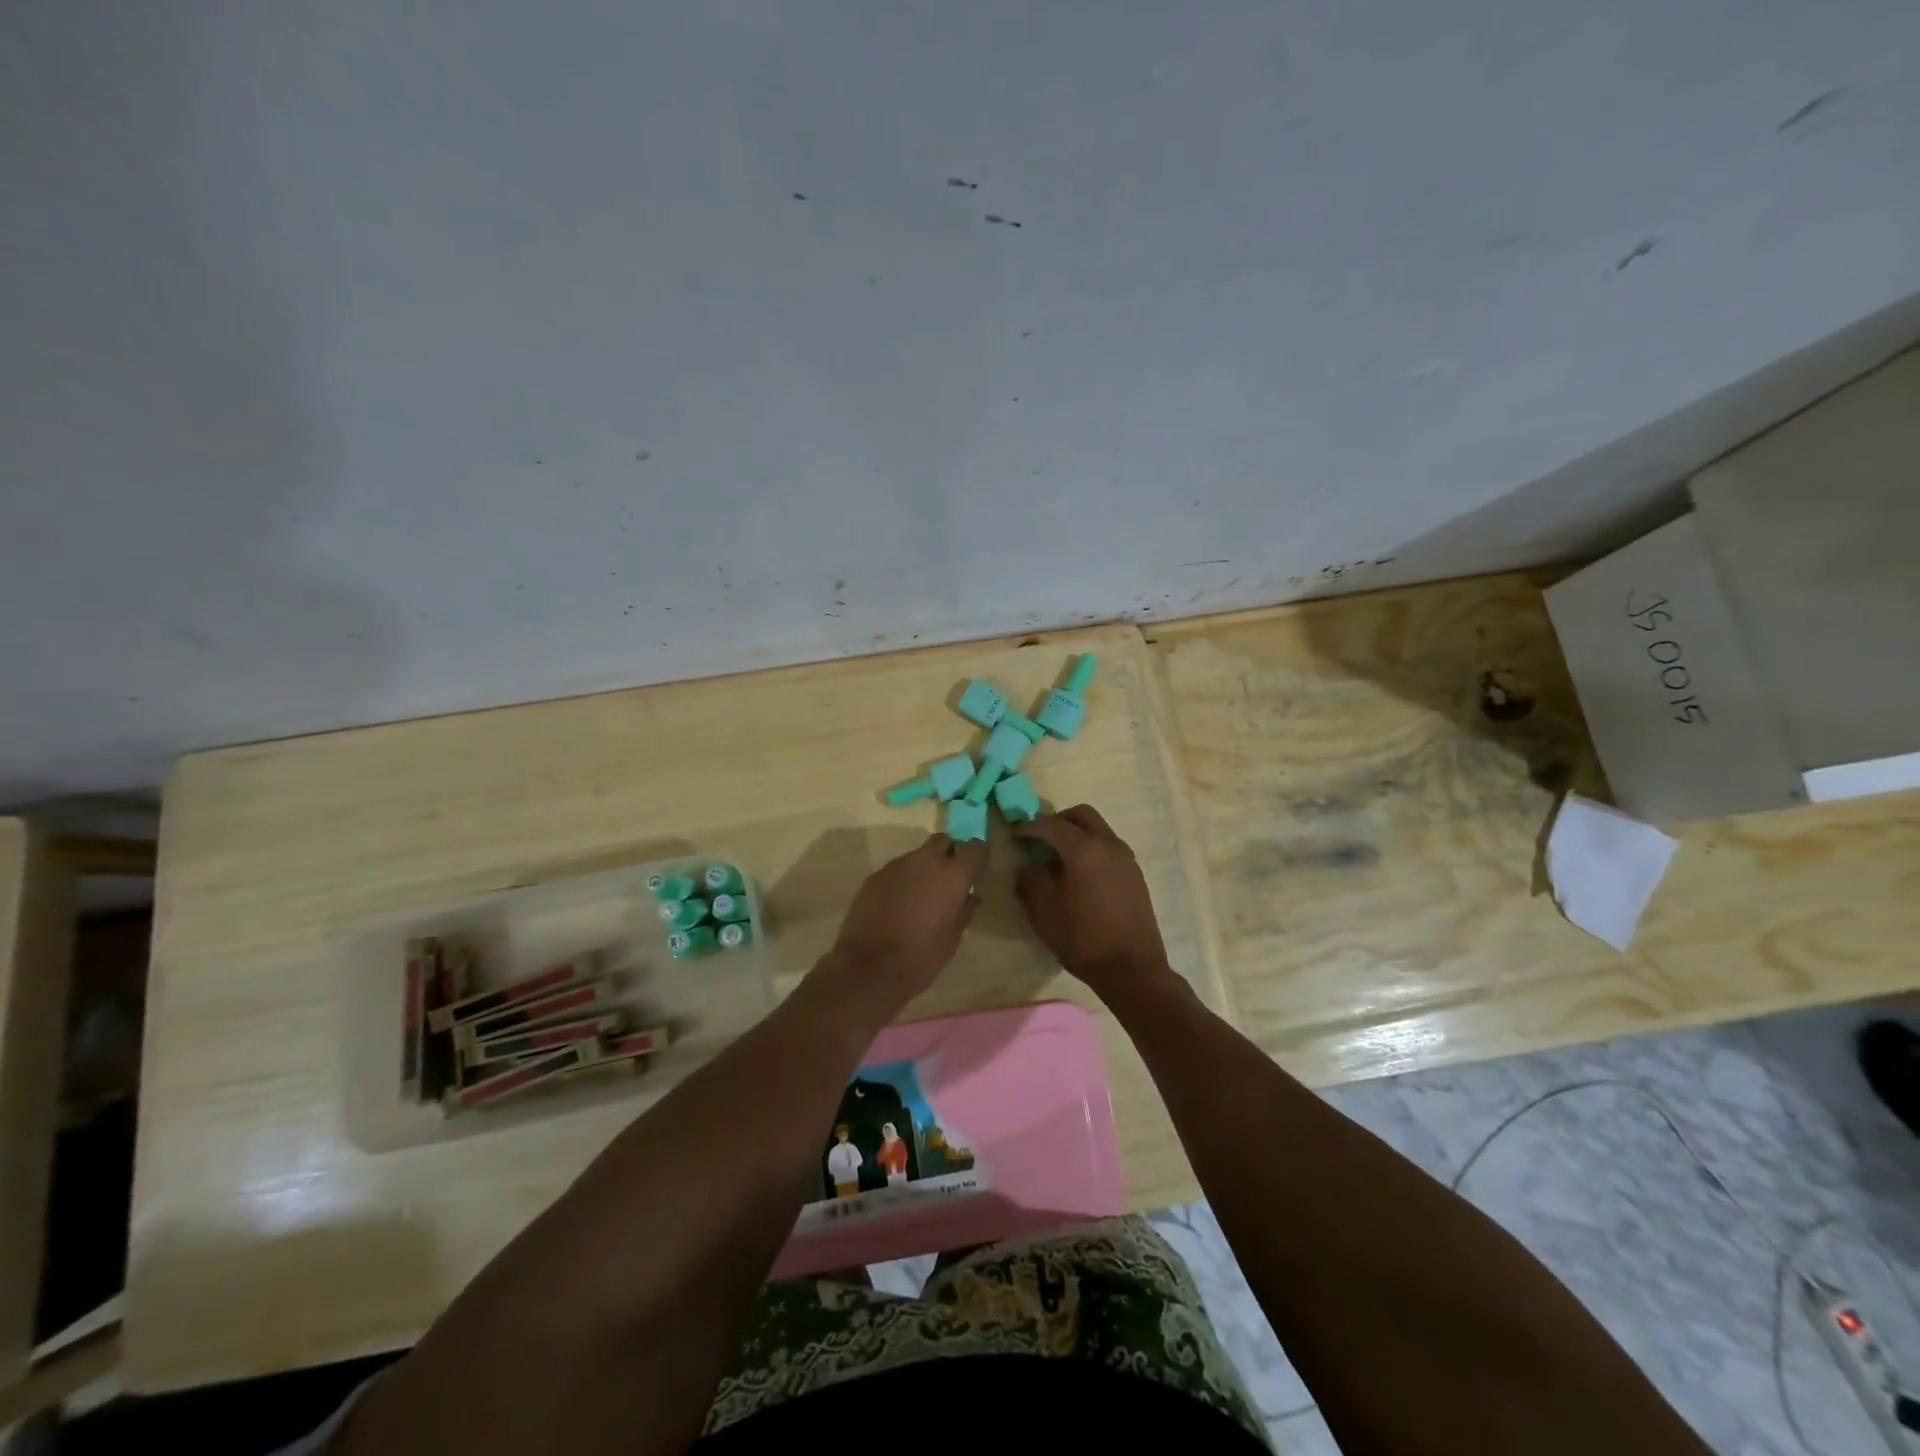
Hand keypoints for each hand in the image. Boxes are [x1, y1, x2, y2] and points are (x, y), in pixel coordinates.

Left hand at [819, 833, 988, 1011]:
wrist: (869, 966)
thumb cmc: (921, 956)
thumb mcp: (953, 939)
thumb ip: (964, 911)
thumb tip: (970, 897)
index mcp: (952, 875)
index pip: (976, 848)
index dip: (977, 859)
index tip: (974, 874)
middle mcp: (926, 861)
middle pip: (943, 841)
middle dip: (948, 854)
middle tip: (946, 882)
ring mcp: (897, 865)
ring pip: (917, 855)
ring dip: (922, 869)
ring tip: (918, 897)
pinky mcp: (875, 875)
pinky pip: (896, 870)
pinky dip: (901, 880)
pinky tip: (896, 905)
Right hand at [1014, 805, 1179, 1003]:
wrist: (1132, 969)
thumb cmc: (1082, 939)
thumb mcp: (1043, 911)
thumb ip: (1030, 880)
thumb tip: (1027, 866)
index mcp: (1084, 849)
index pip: (1051, 824)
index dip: (1030, 827)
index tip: (1015, 835)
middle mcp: (1108, 844)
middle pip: (1081, 815)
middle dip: (1057, 821)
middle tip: (1039, 839)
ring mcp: (1126, 858)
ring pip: (1098, 829)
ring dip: (1076, 834)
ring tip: (1058, 858)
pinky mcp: (1135, 873)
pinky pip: (1108, 847)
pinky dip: (1091, 848)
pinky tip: (1079, 874)